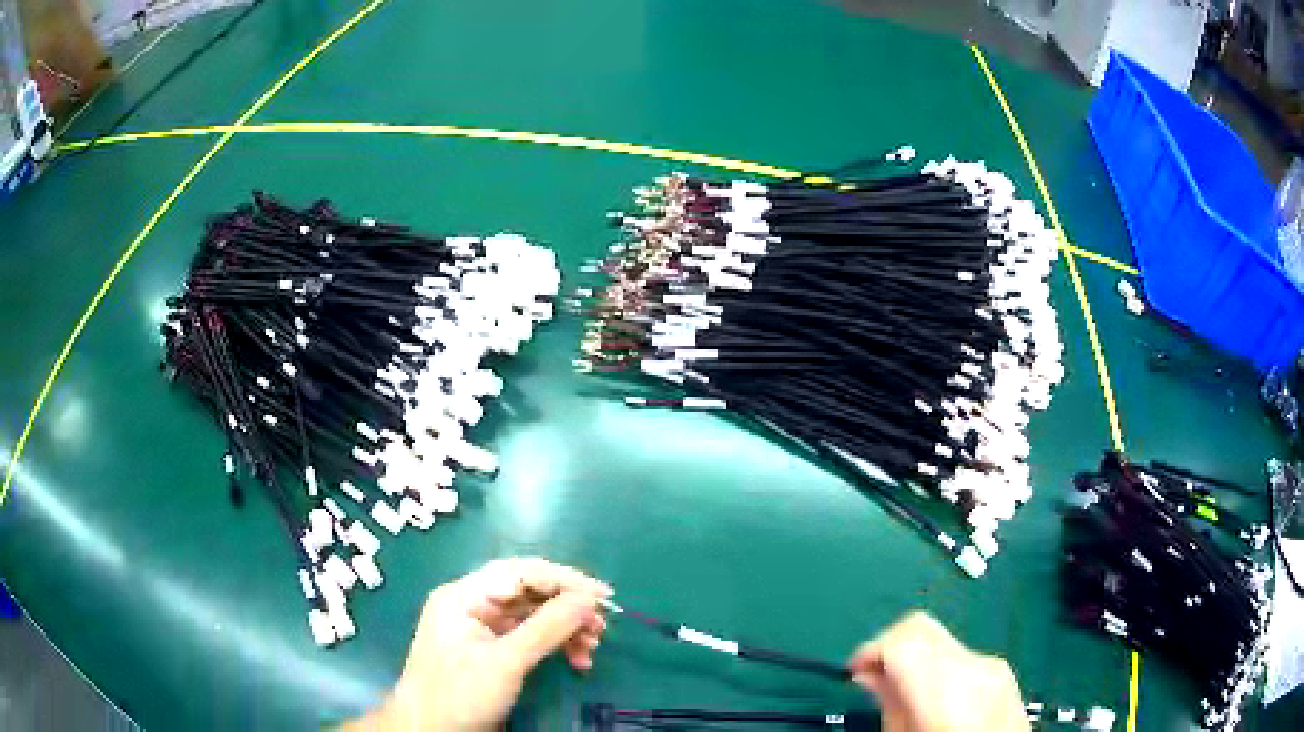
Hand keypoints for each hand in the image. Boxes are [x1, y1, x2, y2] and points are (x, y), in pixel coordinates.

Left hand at [347, 557, 611, 730]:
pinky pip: (528, 636)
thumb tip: (589, 599)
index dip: (564, 580)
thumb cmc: (460, 694)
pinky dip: (554, 645)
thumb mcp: (506, 662)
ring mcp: (480, 628)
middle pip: (528, 593)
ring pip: (533, 616)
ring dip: (565, 629)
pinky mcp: (490, 650)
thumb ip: (547, 628)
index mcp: (464, 596)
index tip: (604, 596)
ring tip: (591, 649)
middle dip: (567, 608)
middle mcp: (472, 604)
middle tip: (601, 627)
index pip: (520, 572)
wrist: (430, 731)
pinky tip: (576, 661)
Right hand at [849, 612, 1029, 731]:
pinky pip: (963, 657)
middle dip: (891, 647)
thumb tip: (869, 674)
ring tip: (904, 697)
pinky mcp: (1005, 673)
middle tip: (872, 679)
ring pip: (941, 641)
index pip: (901, 636)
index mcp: (948, 684)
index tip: (854, 672)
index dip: (870, 649)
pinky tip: (935, 701)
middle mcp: (975, 663)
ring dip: (916, 659)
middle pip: (922, 628)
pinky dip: (940, 669)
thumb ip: (888, 703)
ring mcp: (994, 665)